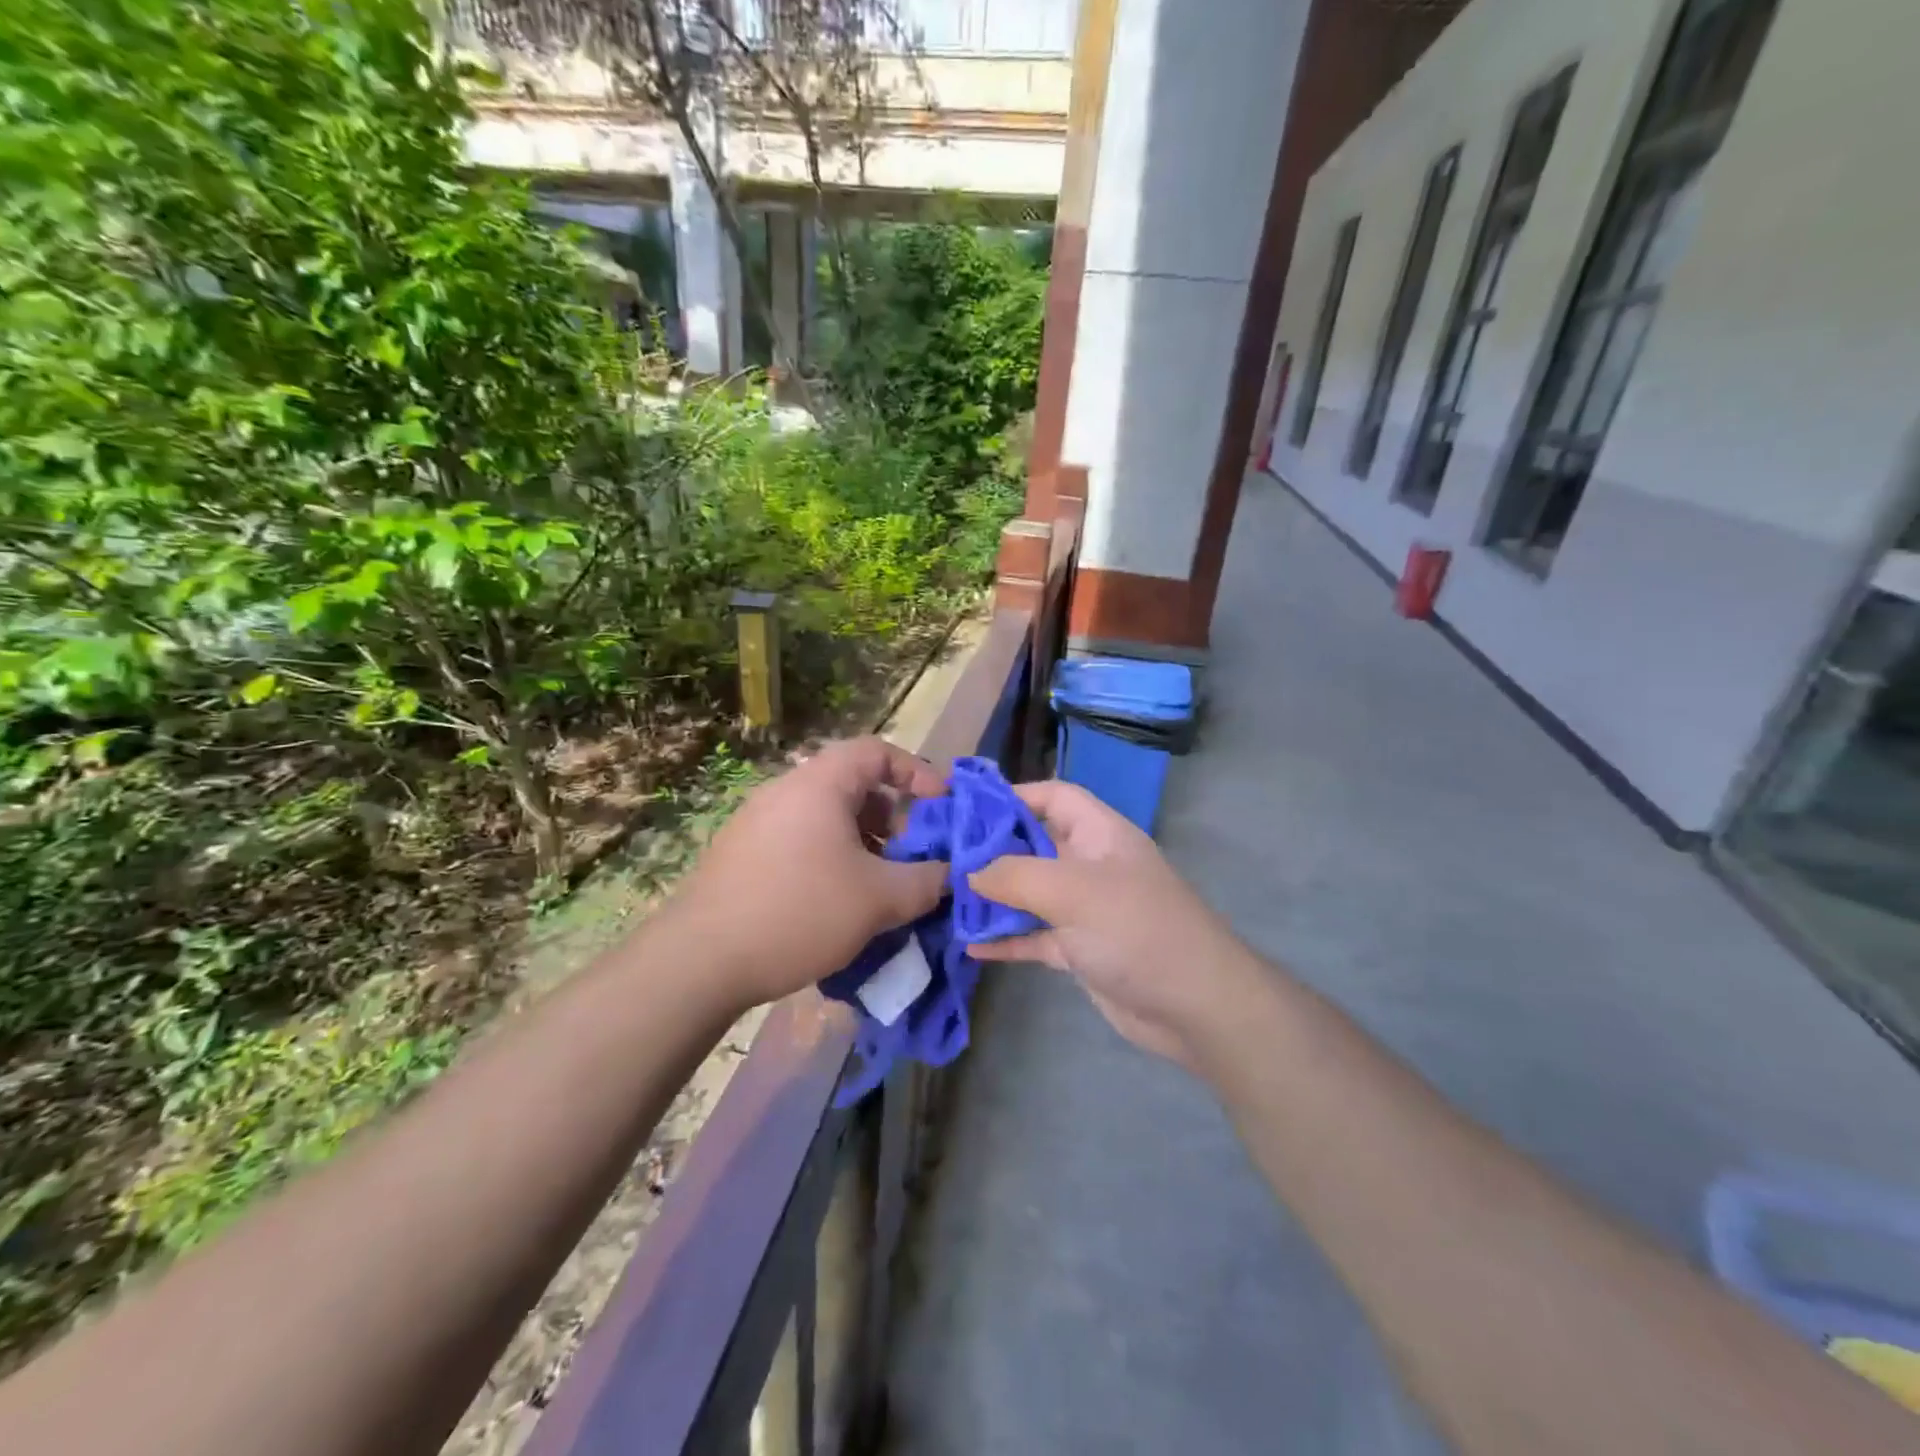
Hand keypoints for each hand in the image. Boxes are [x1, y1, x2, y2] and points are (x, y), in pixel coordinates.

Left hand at [669, 738, 949, 1009]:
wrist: (699, 961)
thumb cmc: (799, 913)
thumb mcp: (879, 900)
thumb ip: (927, 882)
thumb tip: (951, 875)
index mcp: (819, 785)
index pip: (877, 751)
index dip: (917, 771)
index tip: (941, 805)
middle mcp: (785, 791)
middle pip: (853, 785)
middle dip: (893, 817)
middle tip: (912, 855)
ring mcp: (757, 821)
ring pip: (826, 817)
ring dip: (863, 842)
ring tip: (879, 886)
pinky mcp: (741, 853)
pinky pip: (801, 839)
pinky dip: (831, 857)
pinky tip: (836, 903)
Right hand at [969, 780, 1267, 1069]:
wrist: (1195, 1006)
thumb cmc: (1136, 929)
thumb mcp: (1072, 890)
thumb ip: (1015, 874)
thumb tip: (971, 871)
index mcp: (1100, 834)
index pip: (1054, 796)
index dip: (1014, 795)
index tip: (966, 806)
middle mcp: (1092, 864)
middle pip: (1035, 844)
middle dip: (992, 848)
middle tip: (942, 854)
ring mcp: (1087, 909)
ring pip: (1031, 892)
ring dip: (994, 896)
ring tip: (947, 897)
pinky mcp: (1081, 950)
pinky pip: (1035, 935)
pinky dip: (1006, 938)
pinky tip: (970, 945)